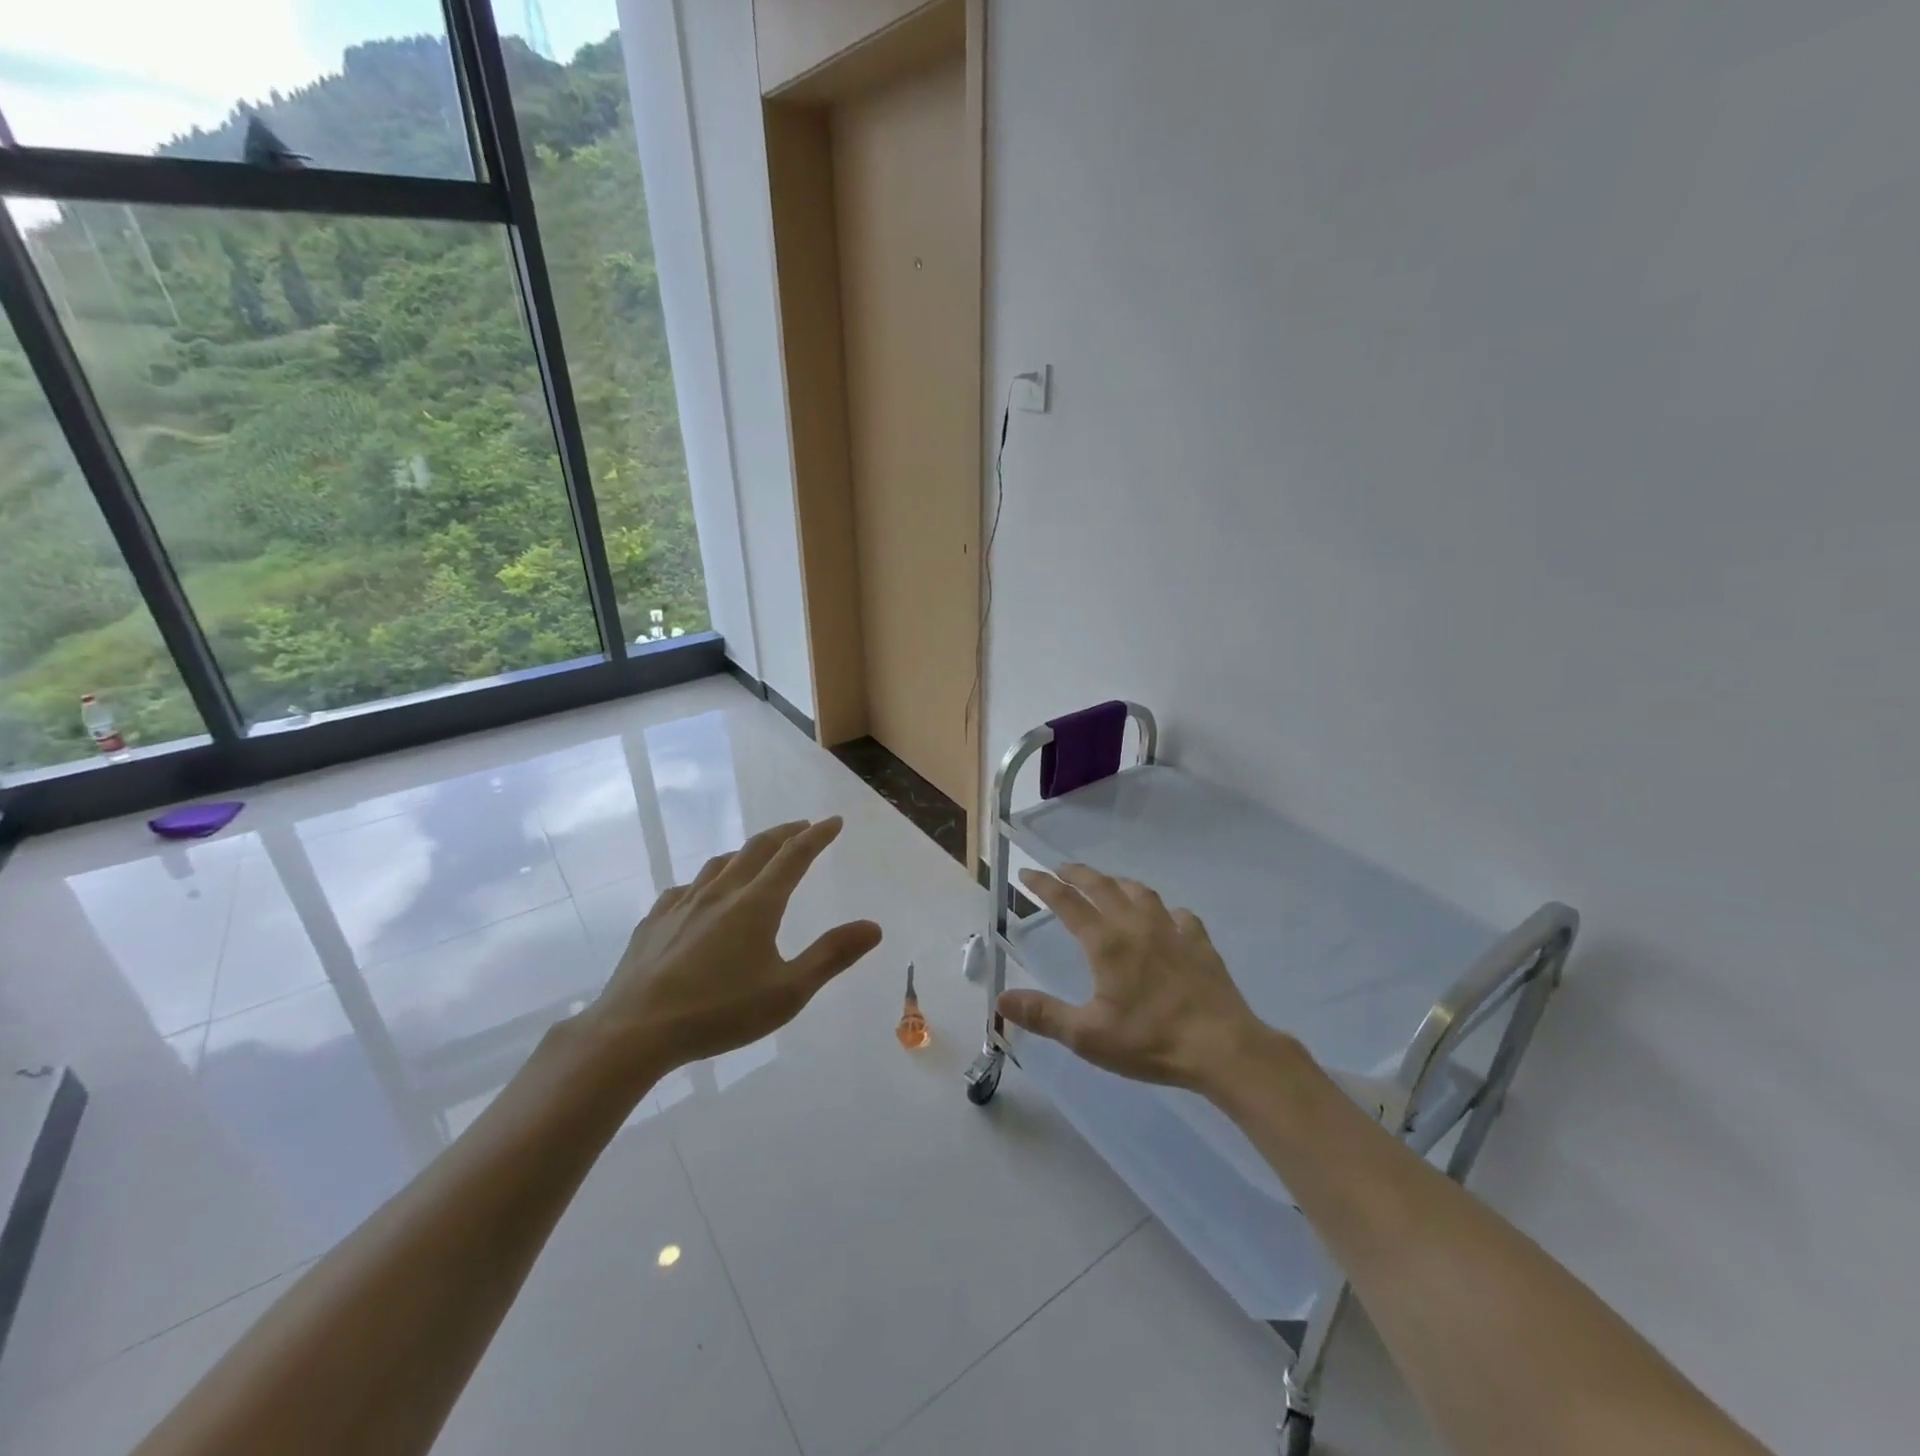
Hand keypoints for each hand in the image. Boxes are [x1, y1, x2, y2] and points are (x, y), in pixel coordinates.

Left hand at [584, 818, 881, 1072]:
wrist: (634, 1031)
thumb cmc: (719, 1012)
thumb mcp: (788, 992)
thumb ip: (832, 956)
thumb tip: (874, 926)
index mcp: (757, 904)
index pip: (794, 856)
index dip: (817, 836)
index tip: (834, 822)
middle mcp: (721, 893)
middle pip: (757, 849)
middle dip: (784, 834)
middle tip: (802, 827)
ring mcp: (682, 904)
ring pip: (719, 863)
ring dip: (745, 852)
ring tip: (756, 856)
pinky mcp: (654, 922)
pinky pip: (685, 888)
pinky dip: (705, 881)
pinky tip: (700, 895)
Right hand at [998, 864, 1270, 1092]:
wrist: (1222, 1046)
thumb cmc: (1151, 1041)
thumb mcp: (1088, 1036)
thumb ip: (1044, 1015)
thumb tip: (1001, 1000)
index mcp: (1106, 943)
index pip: (1067, 903)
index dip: (1044, 886)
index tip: (1027, 874)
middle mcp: (1136, 926)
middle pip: (1102, 886)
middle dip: (1078, 874)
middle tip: (1061, 869)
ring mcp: (1172, 931)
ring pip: (1140, 893)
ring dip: (1118, 883)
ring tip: (1108, 884)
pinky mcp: (1199, 943)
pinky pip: (1178, 915)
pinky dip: (1164, 910)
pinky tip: (1166, 919)